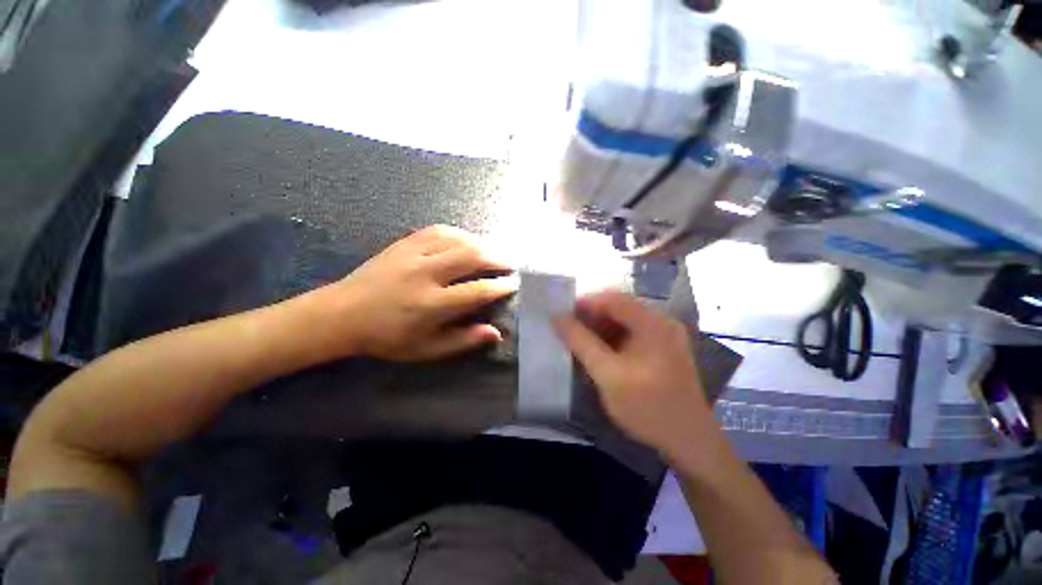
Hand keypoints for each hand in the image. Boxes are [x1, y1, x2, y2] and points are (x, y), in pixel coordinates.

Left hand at [310, 225, 516, 360]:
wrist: (342, 314)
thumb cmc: (387, 337)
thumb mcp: (426, 349)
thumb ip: (462, 340)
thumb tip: (495, 333)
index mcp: (431, 304)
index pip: (477, 291)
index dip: (499, 287)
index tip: (511, 285)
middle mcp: (426, 274)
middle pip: (471, 257)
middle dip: (496, 258)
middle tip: (509, 264)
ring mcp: (413, 254)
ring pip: (457, 240)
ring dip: (481, 244)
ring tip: (492, 252)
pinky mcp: (404, 243)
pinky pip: (439, 230)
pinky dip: (459, 234)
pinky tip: (466, 240)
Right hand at [553, 291, 719, 463]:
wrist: (689, 441)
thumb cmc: (647, 407)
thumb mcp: (607, 374)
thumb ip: (581, 343)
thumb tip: (557, 317)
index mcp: (653, 323)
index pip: (613, 299)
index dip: (585, 303)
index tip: (562, 315)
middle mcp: (662, 322)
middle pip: (620, 308)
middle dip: (591, 317)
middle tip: (568, 331)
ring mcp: (665, 335)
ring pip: (625, 321)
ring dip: (601, 328)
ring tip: (580, 342)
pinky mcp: (664, 348)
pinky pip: (633, 334)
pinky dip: (613, 339)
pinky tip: (600, 352)